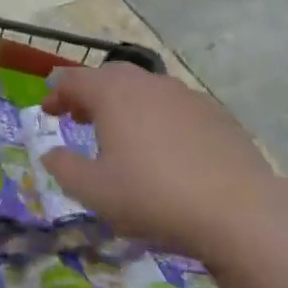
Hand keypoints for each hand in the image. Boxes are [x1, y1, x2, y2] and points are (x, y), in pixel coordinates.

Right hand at [41, 63, 277, 248]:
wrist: (239, 211)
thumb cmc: (153, 196)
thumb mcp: (94, 191)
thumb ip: (64, 168)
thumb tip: (51, 153)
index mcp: (113, 94)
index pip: (74, 79)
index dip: (57, 93)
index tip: (48, 112)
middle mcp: (148, 84)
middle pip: (111, 77)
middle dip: (91, 94)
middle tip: (81, 119)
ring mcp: (186, 96)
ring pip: (146, 90)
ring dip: (127, 105)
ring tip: (123, 135)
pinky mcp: (217, 114)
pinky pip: (176, 108)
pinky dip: (160, 119)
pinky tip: (166, 150)